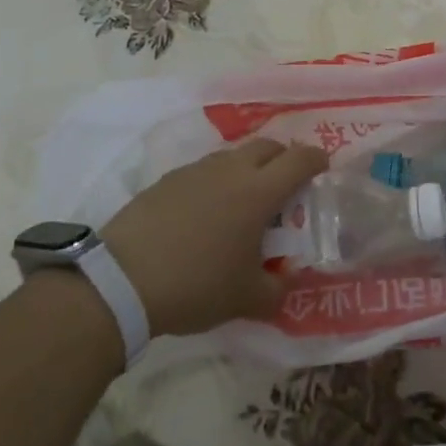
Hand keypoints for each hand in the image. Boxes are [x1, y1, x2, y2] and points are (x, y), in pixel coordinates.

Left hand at [101, 139, 327, 337]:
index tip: (323, 169)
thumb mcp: (247, 299)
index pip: (300, 159)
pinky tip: (205, 214)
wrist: (122, 281)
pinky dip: (215, 182)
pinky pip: (203, 171)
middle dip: (283, 158)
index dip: (317, 160)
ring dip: (247, 169)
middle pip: (267, 146)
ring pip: (233, 156)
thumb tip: (287, 282)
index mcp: (258, 192)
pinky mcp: (166, 180)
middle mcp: (230, 170)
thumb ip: (277, 289)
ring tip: (243, 202)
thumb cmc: (196, 285)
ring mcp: (195, 171)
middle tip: (286, 186)